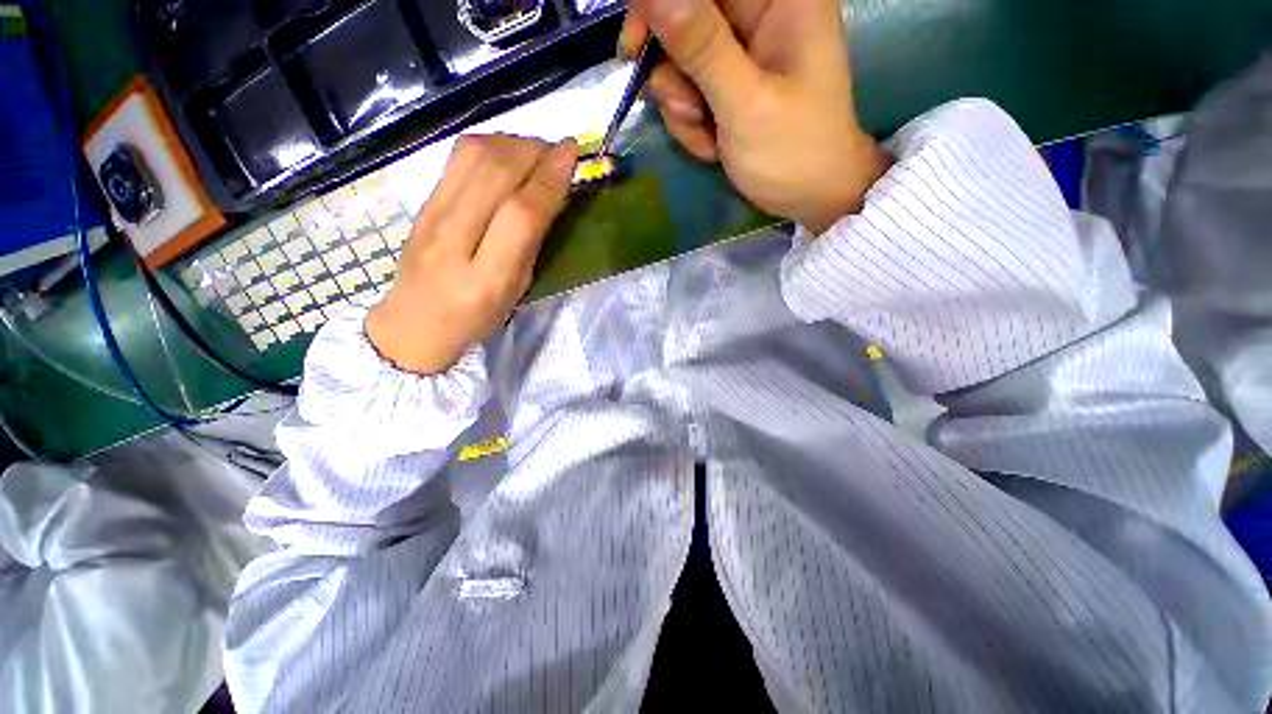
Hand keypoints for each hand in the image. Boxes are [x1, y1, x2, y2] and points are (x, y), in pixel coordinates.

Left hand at [366, 135, 576, 375]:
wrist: (411, 325)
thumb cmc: (476, 318)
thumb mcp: (515, 291)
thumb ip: (532, 244)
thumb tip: (552, 194)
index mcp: (486, 277)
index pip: (520, 214)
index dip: (549, 179)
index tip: (572, 155)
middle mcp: (453, 239)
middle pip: (495, 172)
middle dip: (534, 151)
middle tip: (558, 152)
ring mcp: (431, 214)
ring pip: (473, 155)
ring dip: (512, 143)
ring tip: (535, 152)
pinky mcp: (422, 200)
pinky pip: (457, 158)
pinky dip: (490, 145)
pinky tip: (506, 155)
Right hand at [623, 0, 890, 233]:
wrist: (810, 197)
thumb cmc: (791, 153)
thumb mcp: (745, 103)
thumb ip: (701, 47)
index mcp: (780, 0)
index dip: (661, 7)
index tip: (635, 48)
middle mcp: (760, 14)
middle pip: (686, 17)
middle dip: (674, 71)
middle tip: (686, 111)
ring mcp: (743, 51)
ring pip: (680, 59)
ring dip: (682, 105)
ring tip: (709, 137)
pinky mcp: (731, 82)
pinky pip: (689, 89)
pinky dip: (692, 121)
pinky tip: (713, 145)